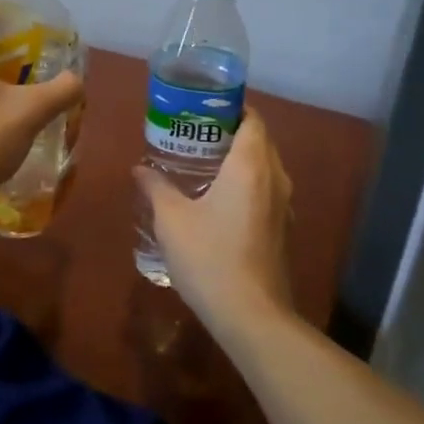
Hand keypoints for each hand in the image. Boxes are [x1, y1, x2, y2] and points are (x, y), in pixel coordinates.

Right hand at [133, 109, 295, 336]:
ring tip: (205, 162)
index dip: (231, 108)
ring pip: (265, 167)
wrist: (251, 315)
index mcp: (251, 165)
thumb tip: (139, 168)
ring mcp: (284, 205)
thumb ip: (156, 188)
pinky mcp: (282, 228)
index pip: (252, 119)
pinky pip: (267, 190)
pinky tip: (220, 198)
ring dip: (241, 159)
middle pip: (260, 140)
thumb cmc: (210, 257)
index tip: (203, 109)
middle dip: (231, 131)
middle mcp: (274, 178)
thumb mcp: (172, 220)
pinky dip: (248, 183)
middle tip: (195, 133)